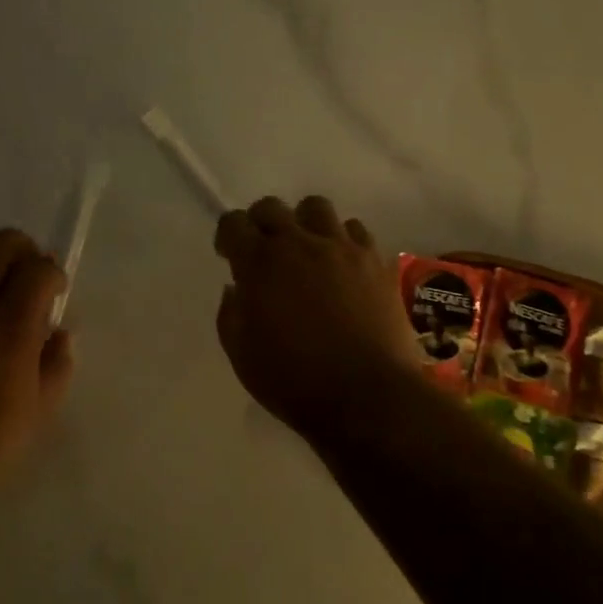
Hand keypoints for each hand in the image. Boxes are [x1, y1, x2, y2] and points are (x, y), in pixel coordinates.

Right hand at [214, 195, 422, 437]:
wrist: (367, 396)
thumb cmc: (295, 382)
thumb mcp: (242, 356)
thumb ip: (231, 313)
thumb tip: (236, 288)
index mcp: (260, 263)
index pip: (233, 223)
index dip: (228, 236)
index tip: (230, 255)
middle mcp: (299, 243)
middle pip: (272, 207)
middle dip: (261, 223)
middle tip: (265, 251)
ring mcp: (341, 247)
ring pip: (316, 207)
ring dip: (304, 224)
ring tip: (307, 250)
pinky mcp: (375, 259)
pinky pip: (355, 230)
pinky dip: (342, 240)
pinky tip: (342, 264)